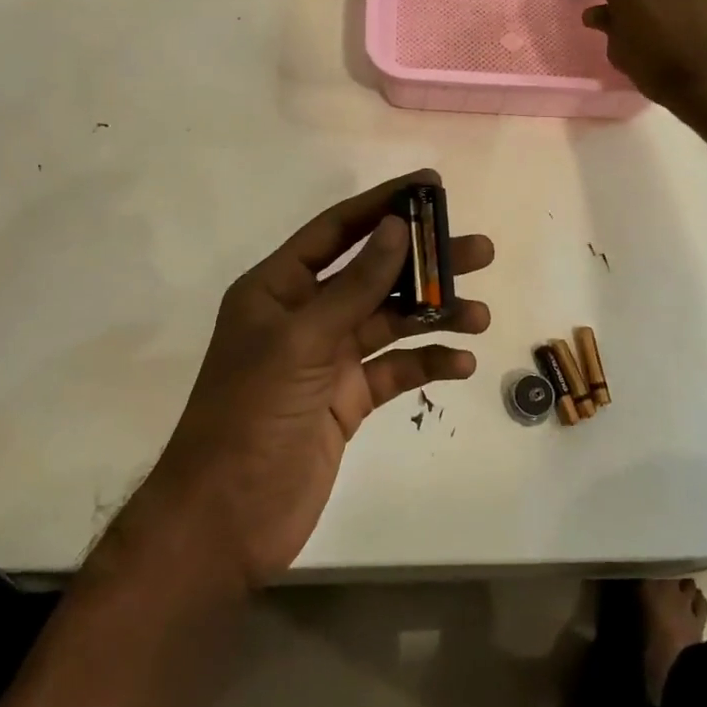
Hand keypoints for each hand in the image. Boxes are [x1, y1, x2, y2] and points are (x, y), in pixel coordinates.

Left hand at [149, 171, 491, 585]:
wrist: (225, 521)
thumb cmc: (251, 416)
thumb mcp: (302, 341)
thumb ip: (354, 285)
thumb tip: (397, 226)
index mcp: (278, 288)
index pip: (337, 230)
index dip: (383, 204)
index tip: (430, 185)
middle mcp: (305, 314)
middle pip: (374, 273)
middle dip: (424, 262)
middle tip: (478, 250)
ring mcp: (328, 358)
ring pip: (391, 321)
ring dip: (435, 315)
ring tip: (481, 314)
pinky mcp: (348, 399)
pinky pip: (395, 369)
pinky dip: (427, 362)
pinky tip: (461, 363)